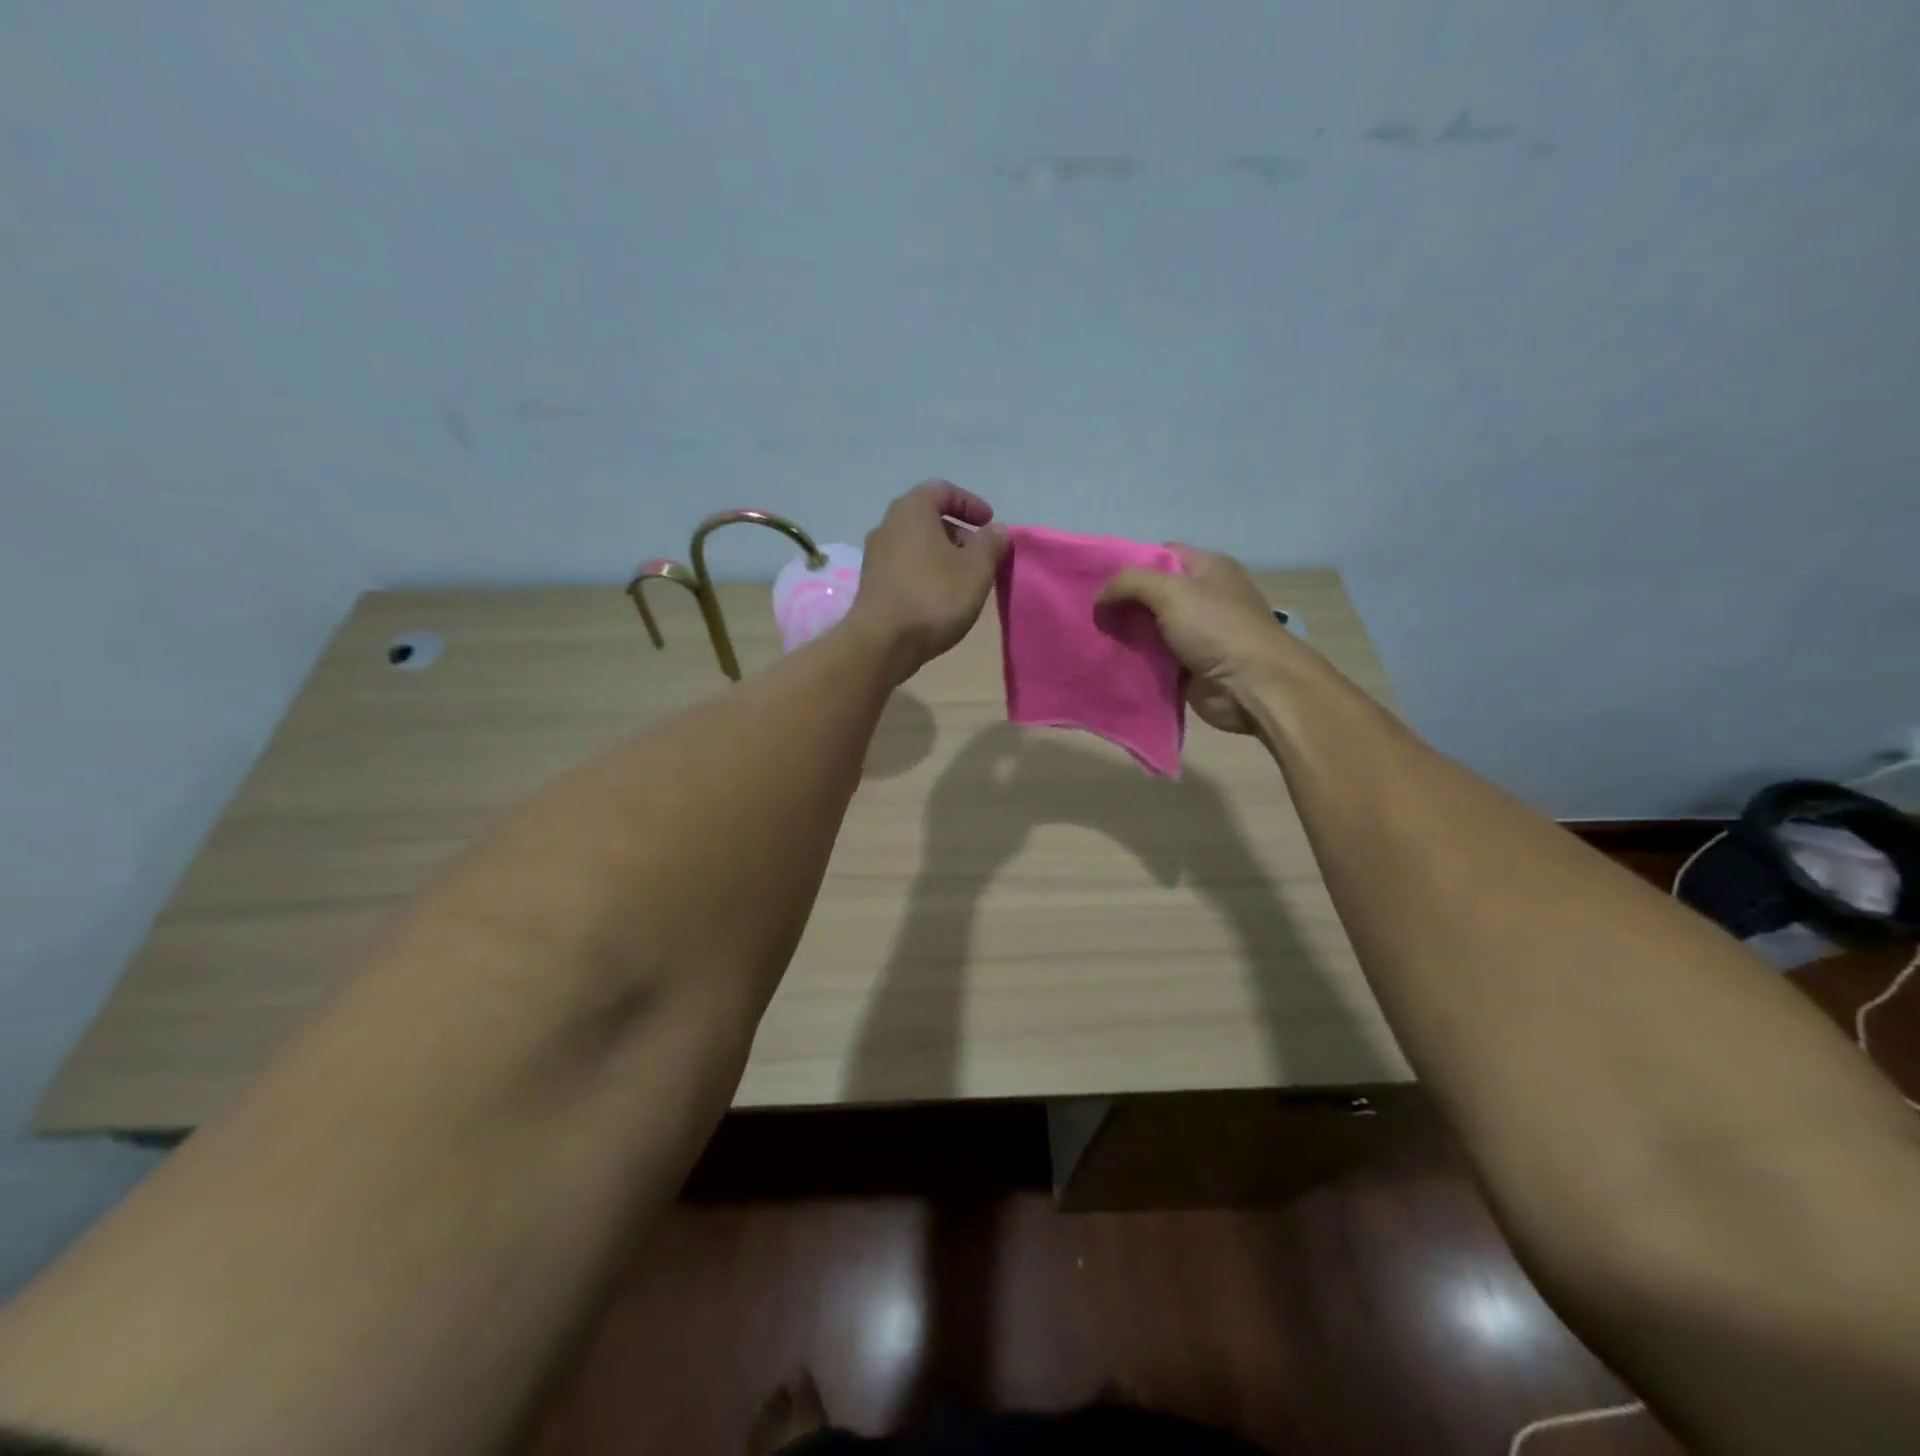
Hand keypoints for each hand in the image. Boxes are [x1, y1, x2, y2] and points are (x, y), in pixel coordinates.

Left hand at [847, 481, 1007, 677]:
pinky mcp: (872, 583)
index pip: (943, 490)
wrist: (882, 642)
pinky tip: (941, 597)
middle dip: (958, 533)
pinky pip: (905, 567)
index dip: (970, 503)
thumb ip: (991, 544)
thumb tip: (997, 530)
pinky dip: (926, 573)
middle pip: (928, 518)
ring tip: (965, 579)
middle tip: (981, 555)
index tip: (989, 524)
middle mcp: (888, 525)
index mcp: (912, 509)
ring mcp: (875, 555)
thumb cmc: (934, 597)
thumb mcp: (976, 569)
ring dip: (942, 556)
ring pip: (916, 544)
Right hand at [1096, 544, 1288, 733]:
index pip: (1161, 555)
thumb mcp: (1170, 591)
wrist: (1251, 685)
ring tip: (1093, 637)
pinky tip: (1110, 661)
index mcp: (1207, 568)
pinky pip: (1155, 658)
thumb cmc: (1215, 627)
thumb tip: (1099, 597)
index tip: (1099, 582)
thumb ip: (1129, 584)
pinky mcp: (1190, 665)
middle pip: (1153, 593)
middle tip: (1089, 613)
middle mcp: (1204, 596)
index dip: (1130, 565)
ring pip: (1151, 628)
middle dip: (1123, 603)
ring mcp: (1198, 633)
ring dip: (1126, 634)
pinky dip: (1136, 660)